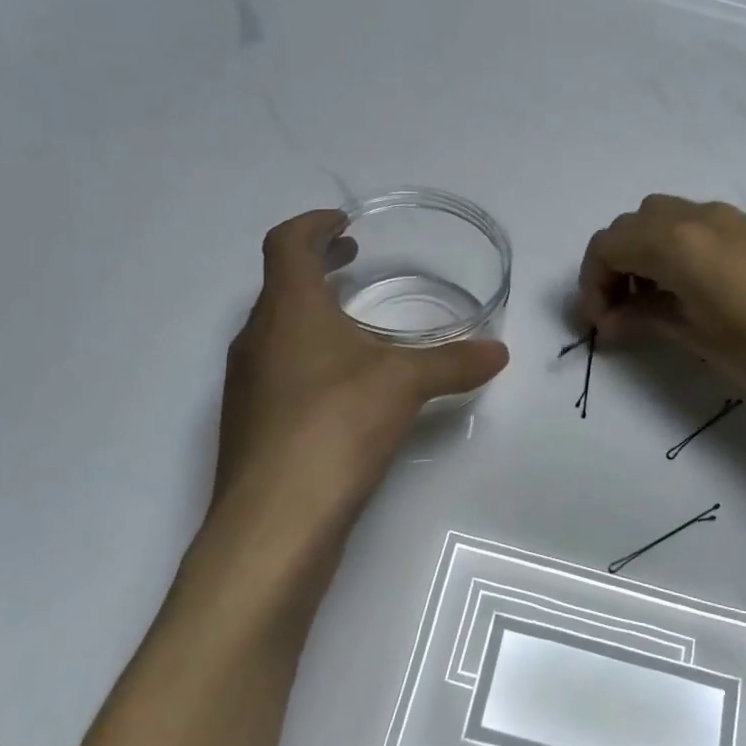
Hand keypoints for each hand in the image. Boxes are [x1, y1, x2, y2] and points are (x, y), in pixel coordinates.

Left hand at [214, 210, 508, 537]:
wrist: (274, 522)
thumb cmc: (335, 427)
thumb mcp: (405, 385)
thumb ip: (453, 362)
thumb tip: (499, 351)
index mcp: (287, 310)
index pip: (286, 243)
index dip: (312, 224)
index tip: (342, 223)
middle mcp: (256, 339)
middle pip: (280, 285)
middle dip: (317, 267)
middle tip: (353, 261)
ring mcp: (246, 385)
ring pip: (277, 331)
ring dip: (312, 316)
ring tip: (356, 327)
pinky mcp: (250, 425)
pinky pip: (278, 372)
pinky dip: (308, 359)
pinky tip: (344, 390)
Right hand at [577, 195, 745, 408]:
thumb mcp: (697, 337)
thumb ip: (647, 318)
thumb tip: (612, 320)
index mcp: (676, 242)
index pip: (608, 245)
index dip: (593, 283)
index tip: (601, 323)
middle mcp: (697, 216)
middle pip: (632, 225)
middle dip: (615, 264)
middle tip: (621, 312)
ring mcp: (729, 219)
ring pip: (662, 219)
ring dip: (644, 253)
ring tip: (653, 302)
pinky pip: (694, 226)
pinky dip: (674, 249)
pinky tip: (691, 291)